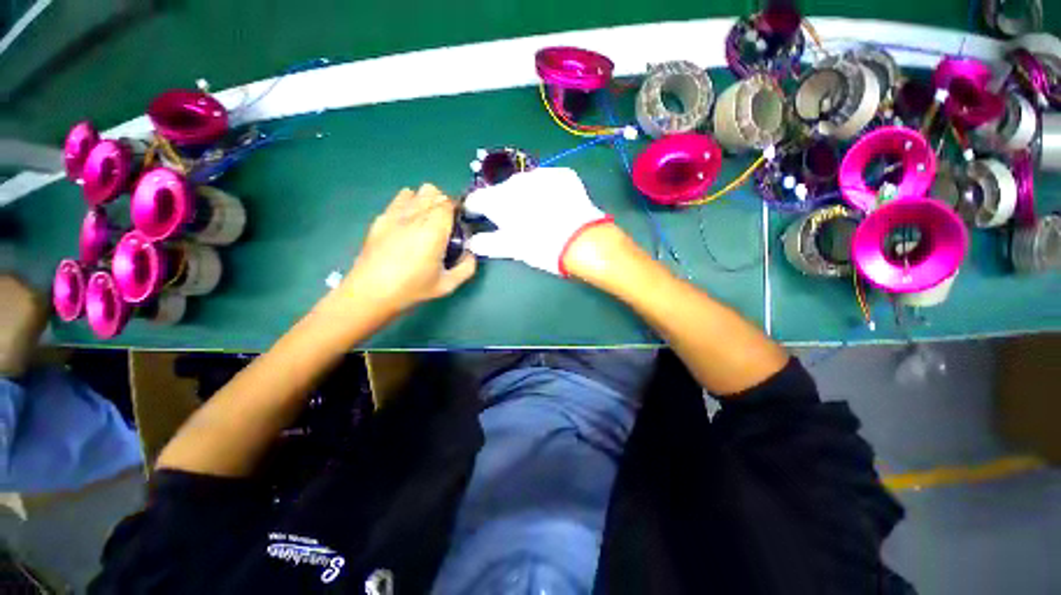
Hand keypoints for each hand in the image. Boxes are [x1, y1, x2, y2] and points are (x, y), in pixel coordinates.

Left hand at [338, 184, 475, 314]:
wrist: (370, 293)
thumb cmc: (411, 289)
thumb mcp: (447, 285)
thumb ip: (467, 267)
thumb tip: (470, 253)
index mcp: (433, 230)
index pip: (448, 203)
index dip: (457, 209)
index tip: (459, 223)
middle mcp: (414, 216)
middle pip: (432, 192)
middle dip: (443, 203)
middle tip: (445, 225)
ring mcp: (394, 215)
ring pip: (415, 192)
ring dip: (425, 202)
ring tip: (426, 223)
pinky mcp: (380, 219)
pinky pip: (398, 201)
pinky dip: (408, 206)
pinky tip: (407, 226)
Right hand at [464, 168, 611, 275]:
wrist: (582, 240)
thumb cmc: (542, 247)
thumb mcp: (512, 249)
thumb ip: (487, 243)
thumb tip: (471, 242)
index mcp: (498, 199)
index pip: (476, 199)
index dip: (473, 210)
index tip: (476, 218)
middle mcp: (516, 181)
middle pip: (501, 190)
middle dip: (503, 203)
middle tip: (514, 221)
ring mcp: (541, 174)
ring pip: (524, 184)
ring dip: (525, 195)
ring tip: (537, 213)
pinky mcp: (563, 174)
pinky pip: (546, 181)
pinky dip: (545, 191)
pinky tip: (554, 205)